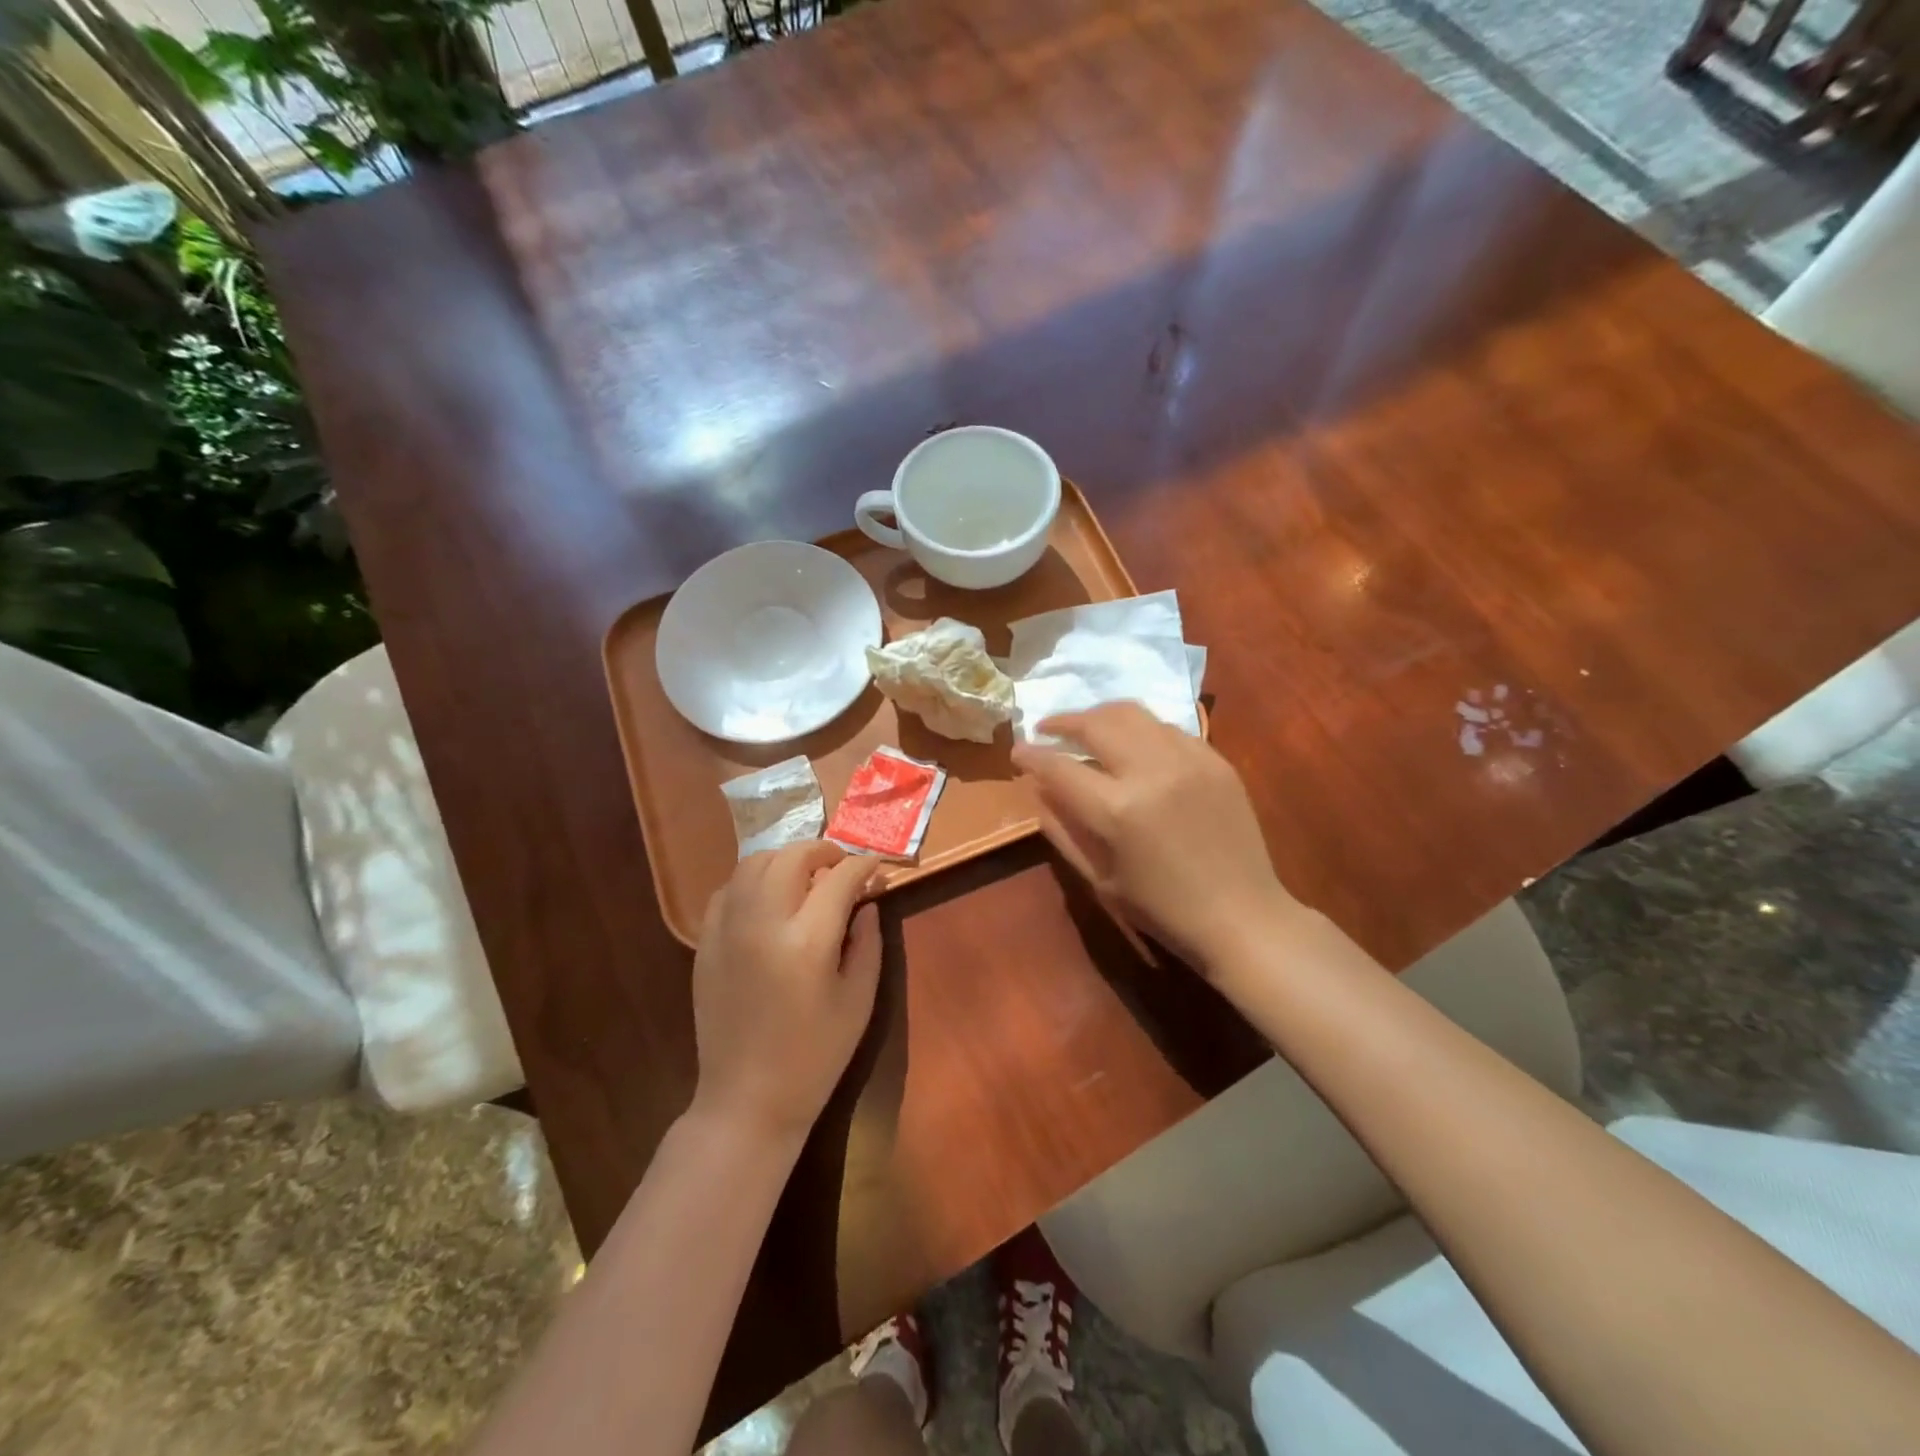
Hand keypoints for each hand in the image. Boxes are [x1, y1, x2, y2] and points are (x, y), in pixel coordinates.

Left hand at [690, 842, 881, 1146]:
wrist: (748, 1100)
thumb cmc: (815, 1056)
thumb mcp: (859, 1000)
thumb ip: (868, 942)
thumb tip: (867, 901)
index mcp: (807, 941)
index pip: (839, 878)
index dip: (862, 866)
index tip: (875, 867)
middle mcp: (762, 923)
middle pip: (791, 857)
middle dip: (823, 851)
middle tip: (841, 865)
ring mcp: (727, 930)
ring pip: (754, 864)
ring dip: (785, 860)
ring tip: (805, 875)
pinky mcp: (706, 943)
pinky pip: (728, 890)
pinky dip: (753, 881)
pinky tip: (769, 899)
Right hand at [1012, 702, 1296, 970]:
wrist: (1242, 917)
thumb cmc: (1163, 910)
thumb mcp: (1099, 879)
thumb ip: (1062, 829)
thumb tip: (1037, 790)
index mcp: (1117, 810)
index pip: (1059, 766)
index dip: (1032, 755)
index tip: (1018, 751)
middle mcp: (1151, 772)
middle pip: (1096, 724)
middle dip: (1063, 722)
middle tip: (1047, 728)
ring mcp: (1189, 760)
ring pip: (1133, 713)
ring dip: (1101, 716)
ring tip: (1087, 728)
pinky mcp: (1216, 759)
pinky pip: (1168, 728)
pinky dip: (1141, 730)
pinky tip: (1134, 747)